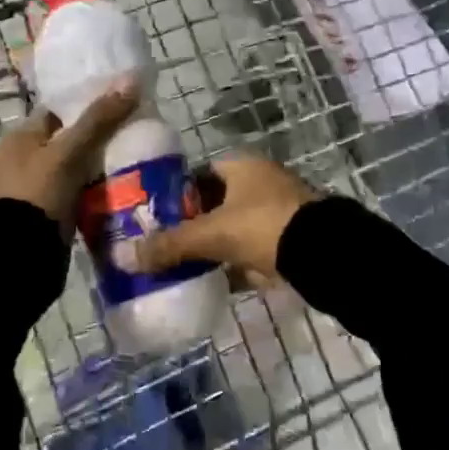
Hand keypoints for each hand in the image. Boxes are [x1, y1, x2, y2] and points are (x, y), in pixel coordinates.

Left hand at [0, 83, 138, 236]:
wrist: (14, 257)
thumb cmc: (37, 193)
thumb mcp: (69, 153)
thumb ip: (98, 119)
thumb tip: (131, 81)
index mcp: (16, 139)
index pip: (55, 112)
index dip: (84, 108)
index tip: (117, 109)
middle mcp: (16, 162)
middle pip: (63, 143)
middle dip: (92, 143)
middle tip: (129, 141)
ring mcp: (26, 192)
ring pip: (67, 172)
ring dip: (91, 172)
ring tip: (129, 168)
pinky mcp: (37, 218)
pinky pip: (68, 198)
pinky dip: (86, 196)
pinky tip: (111, 197)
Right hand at [116, 157, 316, 281]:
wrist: (326, 256)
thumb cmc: (265, 227)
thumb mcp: (213, 234)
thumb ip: (171, 245)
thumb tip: (122, 256)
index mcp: (242, 166)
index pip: (199, 175)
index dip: (176, 195)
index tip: (154, 218)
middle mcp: (260, 183)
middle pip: (215, 204)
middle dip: (193, 225)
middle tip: (163, 246)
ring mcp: (277, 213)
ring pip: (233, 230)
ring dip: (213, 247)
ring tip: (181, 267)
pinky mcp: (288, 243)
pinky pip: (251, 253)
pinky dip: (234, 267)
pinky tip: (212, 283)